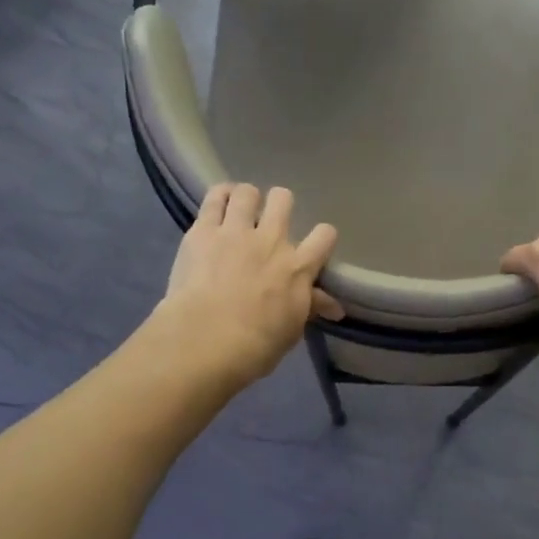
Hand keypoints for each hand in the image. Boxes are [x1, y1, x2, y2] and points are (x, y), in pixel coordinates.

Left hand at [157, 183, 342, 385]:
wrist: (206, 340)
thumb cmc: (256, 345)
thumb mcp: (291, 330)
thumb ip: (309, 307)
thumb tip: (335, 307)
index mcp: (298, 267)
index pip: (324, 236)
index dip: (321, 237)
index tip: (314, 246)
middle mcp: (272, 240)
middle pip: (283, 199)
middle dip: (279, 206)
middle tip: (269, 222)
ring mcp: (236, 231)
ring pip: (248, 192)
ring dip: (246, 199)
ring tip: (240, 210)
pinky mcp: (203, 231)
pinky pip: (214, 198)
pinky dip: (220, 196)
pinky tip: (219, 203)